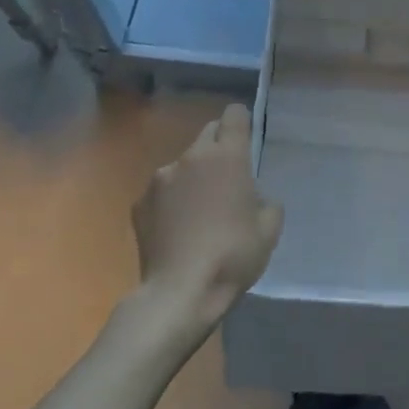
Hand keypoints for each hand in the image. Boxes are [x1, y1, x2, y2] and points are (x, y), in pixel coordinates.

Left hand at [131, 103, 283, 339]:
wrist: (179, 293)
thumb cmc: (233, 256)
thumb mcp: (269, 230)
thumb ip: (265, 202)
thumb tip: (253, 197)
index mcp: (228, 156)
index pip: (234, 114)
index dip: (241, 123)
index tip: (245, 141)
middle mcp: (192, 157)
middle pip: (208, 133)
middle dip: (218, 148)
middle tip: (226, 180)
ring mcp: (161, 178)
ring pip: (183, 164)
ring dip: (193, 177)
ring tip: (198, 213)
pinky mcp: (140, 202)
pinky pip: (162, 191)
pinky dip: (171, 201)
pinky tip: (176, 230)